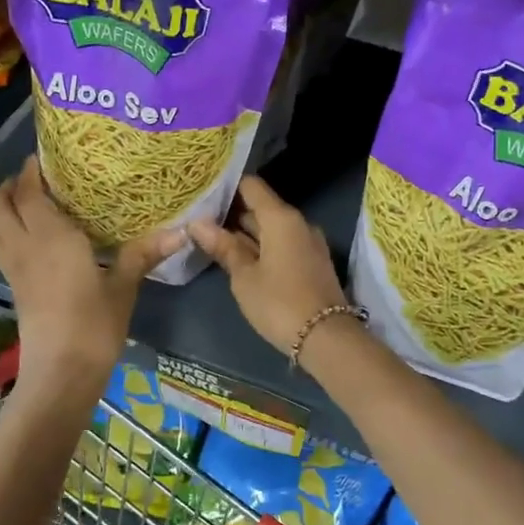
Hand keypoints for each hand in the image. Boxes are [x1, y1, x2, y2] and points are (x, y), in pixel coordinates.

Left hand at [0, 157, 180, 397]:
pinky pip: (1, 249)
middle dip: (11, 187)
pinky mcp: (14, 289)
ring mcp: (15, 269)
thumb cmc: (94, 325)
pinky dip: (7, 234)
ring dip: (4, 210)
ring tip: (28, 205)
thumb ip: (144, 254)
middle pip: (0, 206)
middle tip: (35, 178)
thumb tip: (182, 231)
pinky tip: (33, 242)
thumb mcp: (123, 287)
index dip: (31, 172)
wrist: (61, 373)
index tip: (43, 157)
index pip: (30, 193)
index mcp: (52, 237)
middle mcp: (26, 246)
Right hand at [188, 176, 349, 355]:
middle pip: (261, 207)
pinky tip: (239, 257)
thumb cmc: (279, 303)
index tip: (203, 192)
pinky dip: (261, 246)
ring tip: (212, 237)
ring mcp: (308, 242)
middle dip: (232, 212)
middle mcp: (298, 222)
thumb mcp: (244, 277)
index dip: (227, 186)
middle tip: (199, 218)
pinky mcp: (312, 261)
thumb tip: (197, 223)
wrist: (326, 338)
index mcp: (281, 218)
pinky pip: (282, 243)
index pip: (251, 186)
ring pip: (271, 227)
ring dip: (245, 232)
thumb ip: (223, 247)